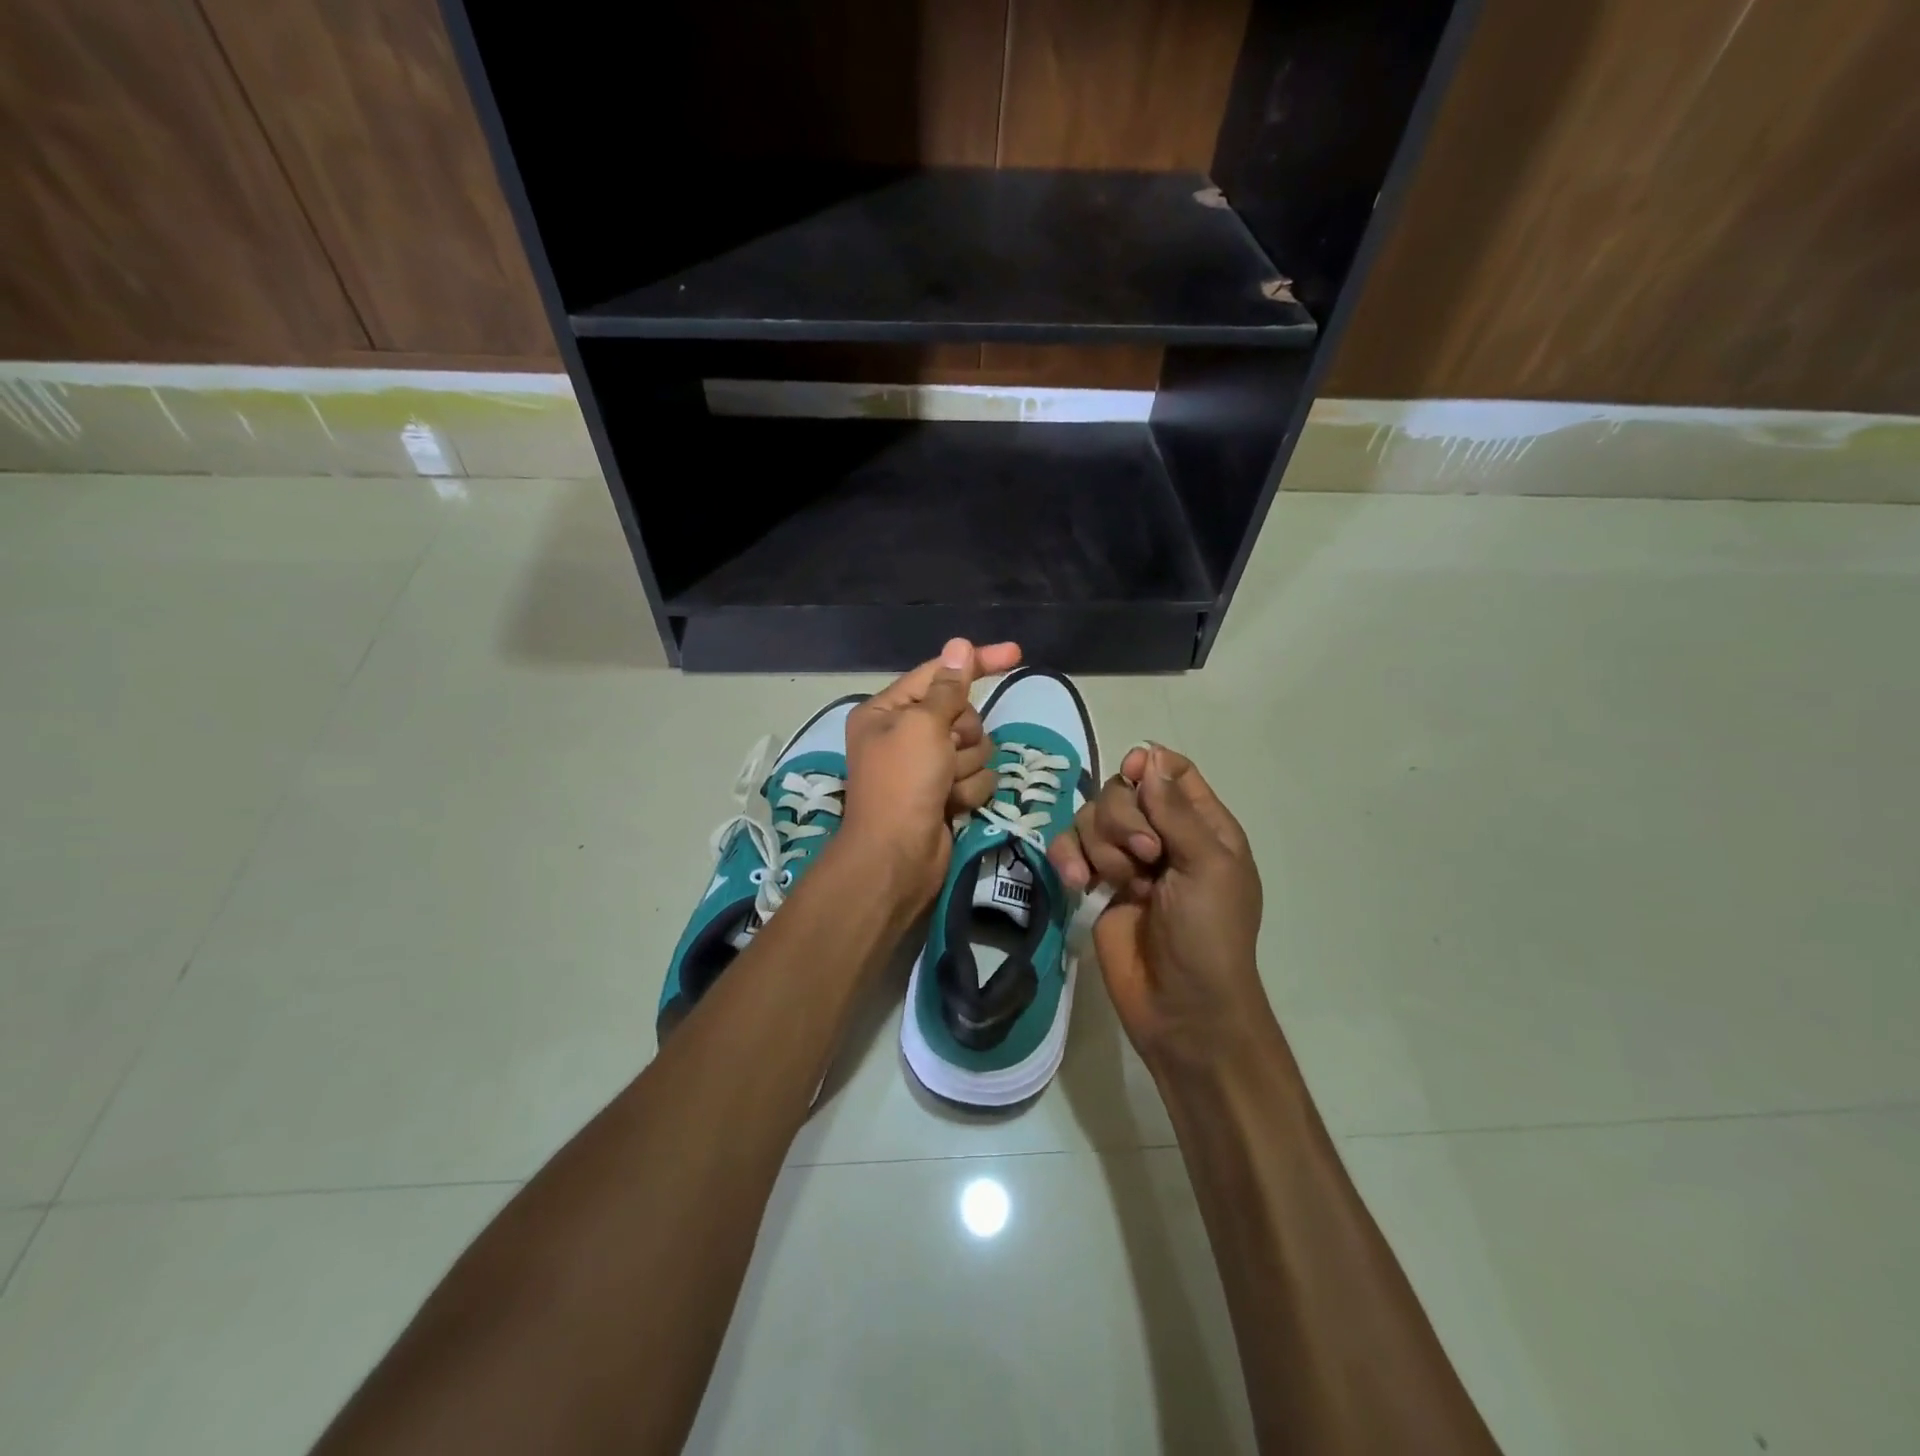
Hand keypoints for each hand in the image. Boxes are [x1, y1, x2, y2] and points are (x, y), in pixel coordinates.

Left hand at [840, 638, 1021, 907]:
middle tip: (945, 753)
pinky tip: (950, 806)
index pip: (939, 673)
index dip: (977, 662)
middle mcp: (904, 734)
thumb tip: (958, 645)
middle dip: (963, 735)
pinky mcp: (944, 794)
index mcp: (887, 711)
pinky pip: (976, 777)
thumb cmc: (903, 782)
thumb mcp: (923, 725)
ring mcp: (926, 767)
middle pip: (962, 714)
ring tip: (944, 786)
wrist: (897, 856)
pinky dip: (968, 791)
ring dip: (966, 766)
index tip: (1016, 653)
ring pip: (975, 748)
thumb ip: (948, 687)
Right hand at [1047, 746, 1270, 1072]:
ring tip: (1117, 883)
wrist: (1181, 1007)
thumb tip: (1149, 753)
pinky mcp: (1094, 884)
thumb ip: (1175, 810)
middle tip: (1145, 857)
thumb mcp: (1206, 866)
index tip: (1133, 774)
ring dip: (1100, 845)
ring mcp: (1125, 861)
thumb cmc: (1210, 934)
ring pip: (1092, 818)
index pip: (1170, 771)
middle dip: (1123, 819)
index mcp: (1201, 826)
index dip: (1147, 765)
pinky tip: (1076, 882)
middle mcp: (1161, 835)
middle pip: (1122, 790)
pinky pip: (1069, 849)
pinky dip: (1068, 859)